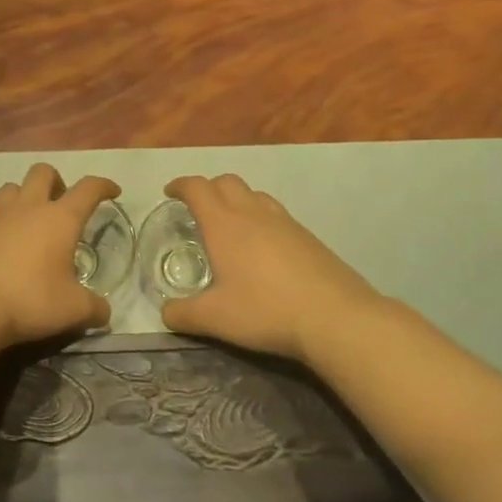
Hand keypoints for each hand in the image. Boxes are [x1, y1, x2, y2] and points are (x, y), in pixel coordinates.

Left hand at [0, 164, 119, 346]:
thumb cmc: (29, 300)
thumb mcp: (72, 310)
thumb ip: (94, 308)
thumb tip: (104, 312)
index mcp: (59, 219)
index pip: (88, 189)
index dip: (103, 186)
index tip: (112, 191)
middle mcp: (28, 208)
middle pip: (43, 172)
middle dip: (57, 181)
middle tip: (63, 204)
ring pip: (13, 188)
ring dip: (25, 195)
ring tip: (31, 220)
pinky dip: (3, 222)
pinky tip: (6, 246)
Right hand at [160, 174, 384, 362]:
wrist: (336, 317)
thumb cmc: (266, 311)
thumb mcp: (215, 319)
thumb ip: (183, 314)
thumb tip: (166, 313)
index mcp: (224, 224)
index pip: (198, 188)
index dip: (181, 185)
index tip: (170, 192)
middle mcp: (253, 213)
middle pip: (227, 182)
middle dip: (208, 188)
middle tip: (197, 208)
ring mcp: (285, 222)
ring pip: (255, 195)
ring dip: (237, 200)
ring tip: (230, 225)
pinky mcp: (308, 236)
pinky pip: (276, 214)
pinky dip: (260, 218)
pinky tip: (263, 248)